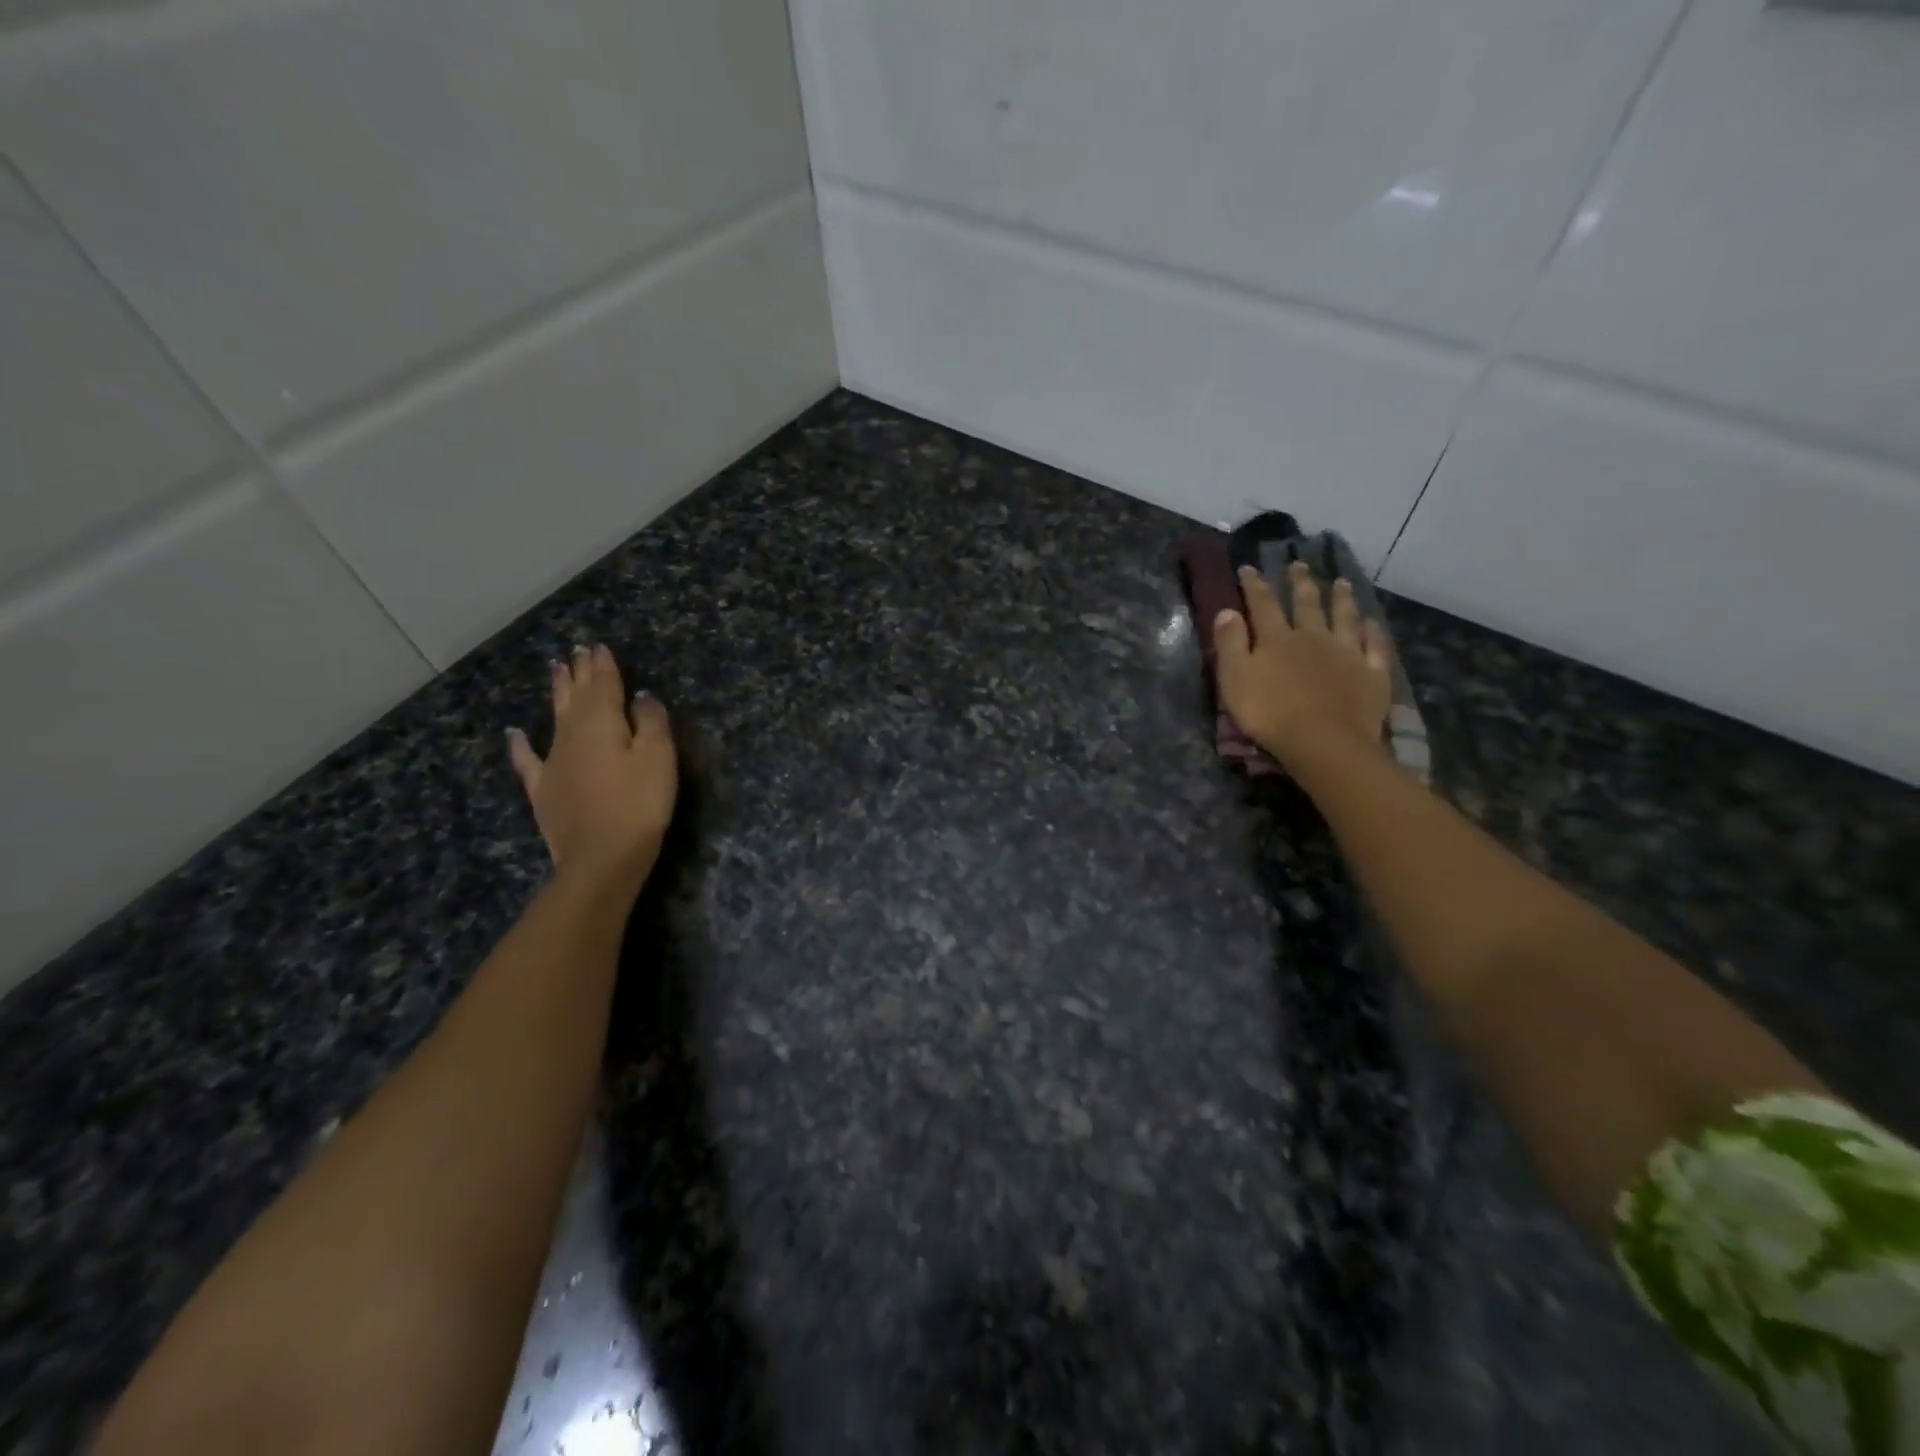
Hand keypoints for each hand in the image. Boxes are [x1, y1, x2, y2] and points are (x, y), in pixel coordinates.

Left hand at [507, 644, 677, 892]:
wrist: (601, 857)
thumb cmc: (639, 804)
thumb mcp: (658, 758)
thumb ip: (651, 721)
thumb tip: (640, 696)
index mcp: (602, 723)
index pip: (604, 686)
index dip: (603, 666)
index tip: (599, 646)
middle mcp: (572, 735)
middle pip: (577, 697)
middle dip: (579, 673)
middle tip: (577, 651)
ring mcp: (553, 762)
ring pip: (555, 718)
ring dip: (557, 693)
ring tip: (556, 670)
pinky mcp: (544, 790)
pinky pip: (528, 760)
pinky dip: (520, 745)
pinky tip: (515, 733)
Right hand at [1215, 563, 1392, 763]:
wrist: (1324, 742)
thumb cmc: (1270, 713)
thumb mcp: (1235, 678)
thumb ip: (1230, 644)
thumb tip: (1227, 610)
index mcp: (1277, 639)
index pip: (1263, 604)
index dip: (1254, 585)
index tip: (1249, 567)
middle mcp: (1313, 637)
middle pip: (1306, 604)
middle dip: (1300, 583)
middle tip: (1300, 564)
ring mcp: (1347, 653)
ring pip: (1344, 617)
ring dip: (1341, 598)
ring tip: (1340, 582)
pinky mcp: (1371, 673)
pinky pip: (1374, 646)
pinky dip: (1372, 632)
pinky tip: (1371, 623)